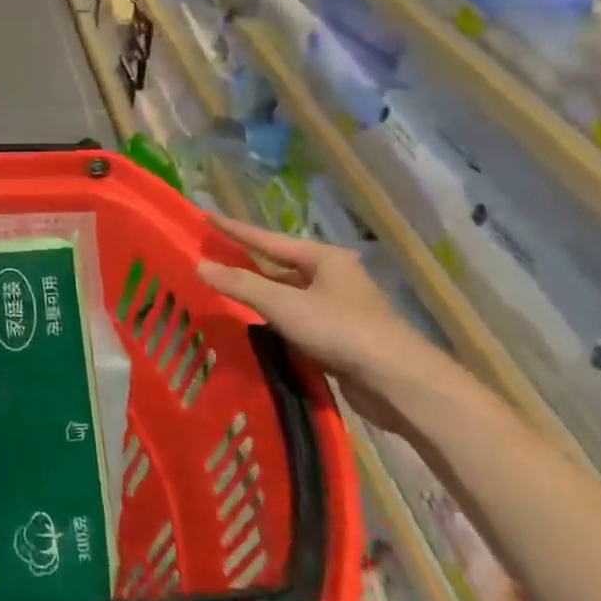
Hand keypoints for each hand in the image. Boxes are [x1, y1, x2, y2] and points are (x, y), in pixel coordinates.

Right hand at [197, 215, 458, 430]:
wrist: (400, 383)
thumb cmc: (342, 331)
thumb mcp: (284, 305)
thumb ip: (241, 285)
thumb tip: (200, 265)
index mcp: (324, 258)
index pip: (268, 239)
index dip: (235, 229)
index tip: (206, 217)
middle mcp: (333, 277)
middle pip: (279, 265)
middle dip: (246, 262)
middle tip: (212, 255)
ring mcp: (339, 308)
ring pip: (288, 294)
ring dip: (259, 294)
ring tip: (224, 289)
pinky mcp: (340, 337)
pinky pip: (296, 319)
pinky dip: (274, 319)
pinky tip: (253, 324)